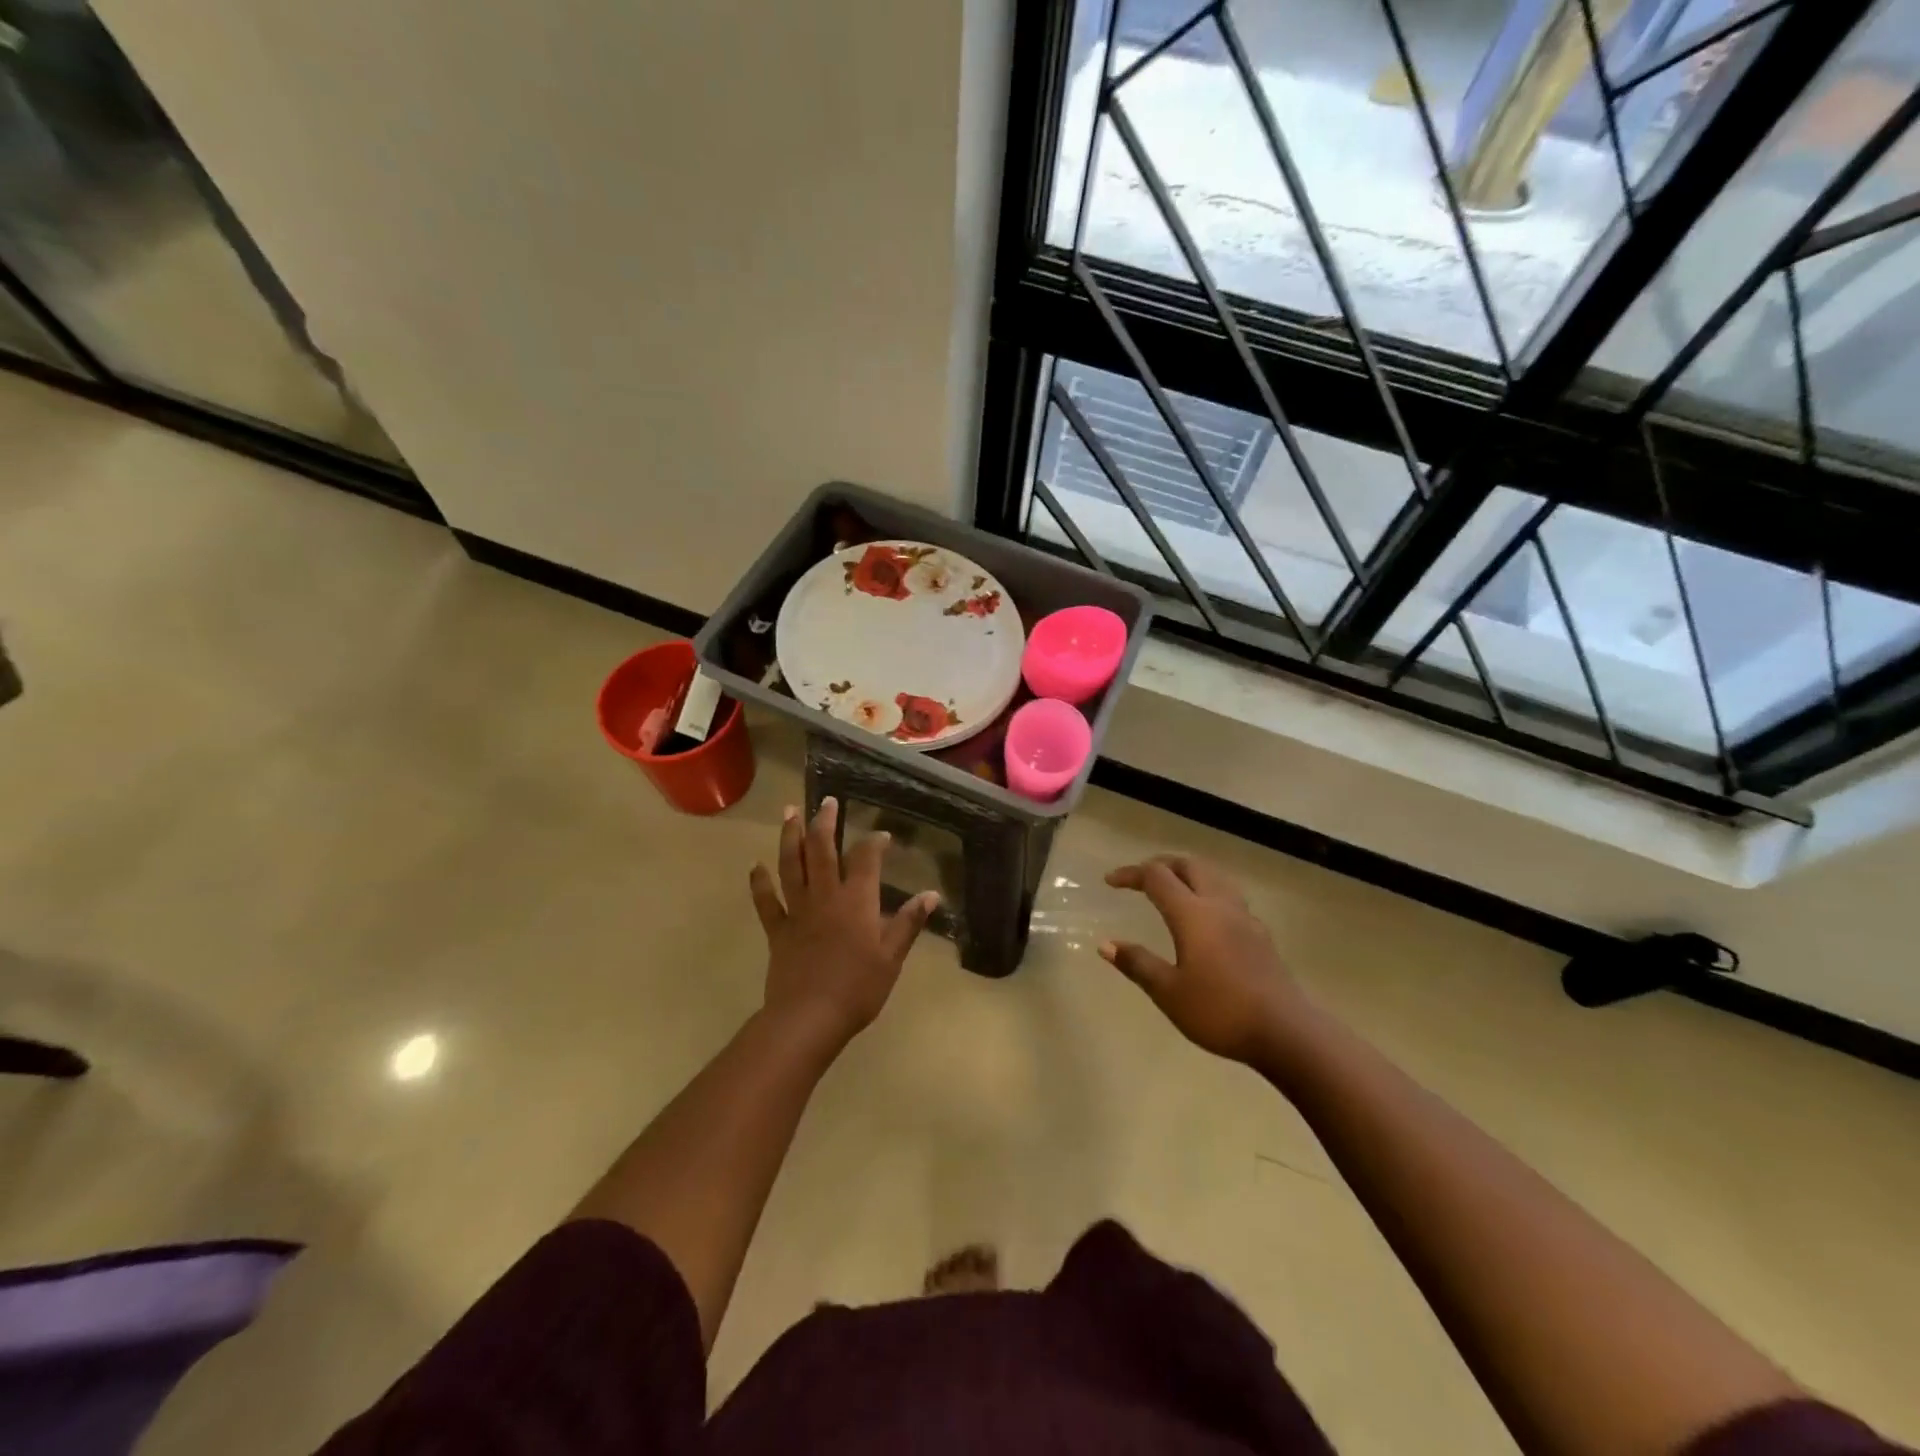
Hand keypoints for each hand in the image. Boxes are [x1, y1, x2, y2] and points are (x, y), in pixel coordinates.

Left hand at [749, 798, 938, 1050]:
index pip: (866, 859)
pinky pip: (766, 901)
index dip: (874, 843)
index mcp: (857, 901)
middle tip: (826, 801)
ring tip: (789, 812)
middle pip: (822, 849)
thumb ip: (909, 923)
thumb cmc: (858, 989)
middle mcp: (826, 896)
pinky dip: (759, 882)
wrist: (808, 1018)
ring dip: (790, 836)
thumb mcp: (892, 957)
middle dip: (824, 822)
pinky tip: (755, 865)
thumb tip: (932, 895)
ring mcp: (798, 910)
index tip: (881, 835)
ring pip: (791, 865)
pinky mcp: (777, 930)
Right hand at [1101, 854, 1310, 1065]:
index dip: (1131, 874)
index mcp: (1192, 914)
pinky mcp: (1260, 934)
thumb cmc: (1220, 1011)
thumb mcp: (1169, 992)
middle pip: (1189, 865)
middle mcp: (1219, 905)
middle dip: (1161, 865)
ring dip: (1188, 873)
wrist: (1286, 1032)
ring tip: (1171, 889)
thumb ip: (1137, 964)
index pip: (1157, 877)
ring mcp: (1244, 918)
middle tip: (1140, 878)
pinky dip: (1208, 892)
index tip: (1110, 882)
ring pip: (1213, 877)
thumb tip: (1106, 945)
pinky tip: (1205, 918)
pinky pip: (1229, 896)